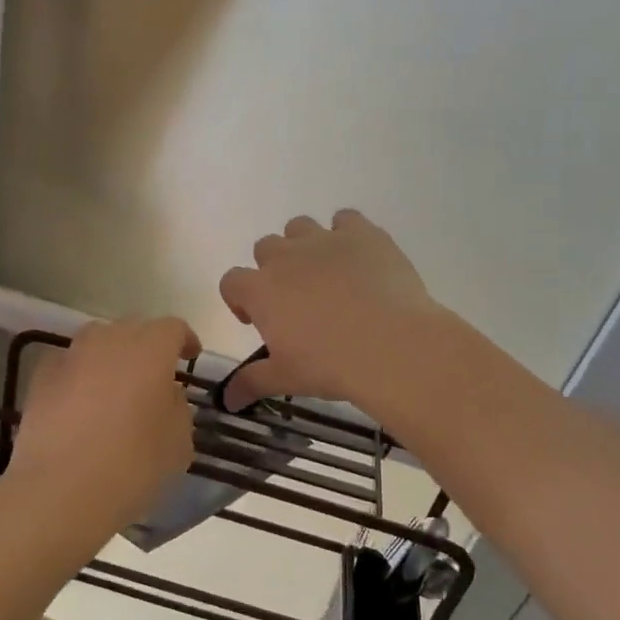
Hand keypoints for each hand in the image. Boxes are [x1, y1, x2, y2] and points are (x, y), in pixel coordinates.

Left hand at [8, 318, 201, 547]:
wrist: (61, 489)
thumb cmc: (132, 465)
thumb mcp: (179, 443)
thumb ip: (178, 408)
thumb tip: (167, 395)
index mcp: (151, 350)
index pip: (172, 328)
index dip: (184, 340)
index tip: (189, 357)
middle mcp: (111, 341)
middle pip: (134, 328)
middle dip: (147, 345)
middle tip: (154, 374)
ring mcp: (72, 356)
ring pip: (97, 340)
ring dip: (111, 354)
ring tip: (115, 384)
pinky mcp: (41, 377)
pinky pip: (68, 363)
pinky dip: (79, 373)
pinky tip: (80, 400)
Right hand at [217, 210, 438, 411]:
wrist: (392, 346)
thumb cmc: (331, 365)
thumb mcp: (287, 379)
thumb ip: (252, 382)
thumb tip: (228, 400)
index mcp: (260, 290)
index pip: (232, 282)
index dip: (240, 299)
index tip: (256, 321)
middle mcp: (286, 256)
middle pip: (265, 248)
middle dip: (274, 269)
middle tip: (296, 300)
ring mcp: (324, 240)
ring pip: (300, 227)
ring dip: (304, 246)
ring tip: (326, 275)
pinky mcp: (362, 233)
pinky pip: (346, 219)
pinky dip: (347, 234)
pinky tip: (359, 259)